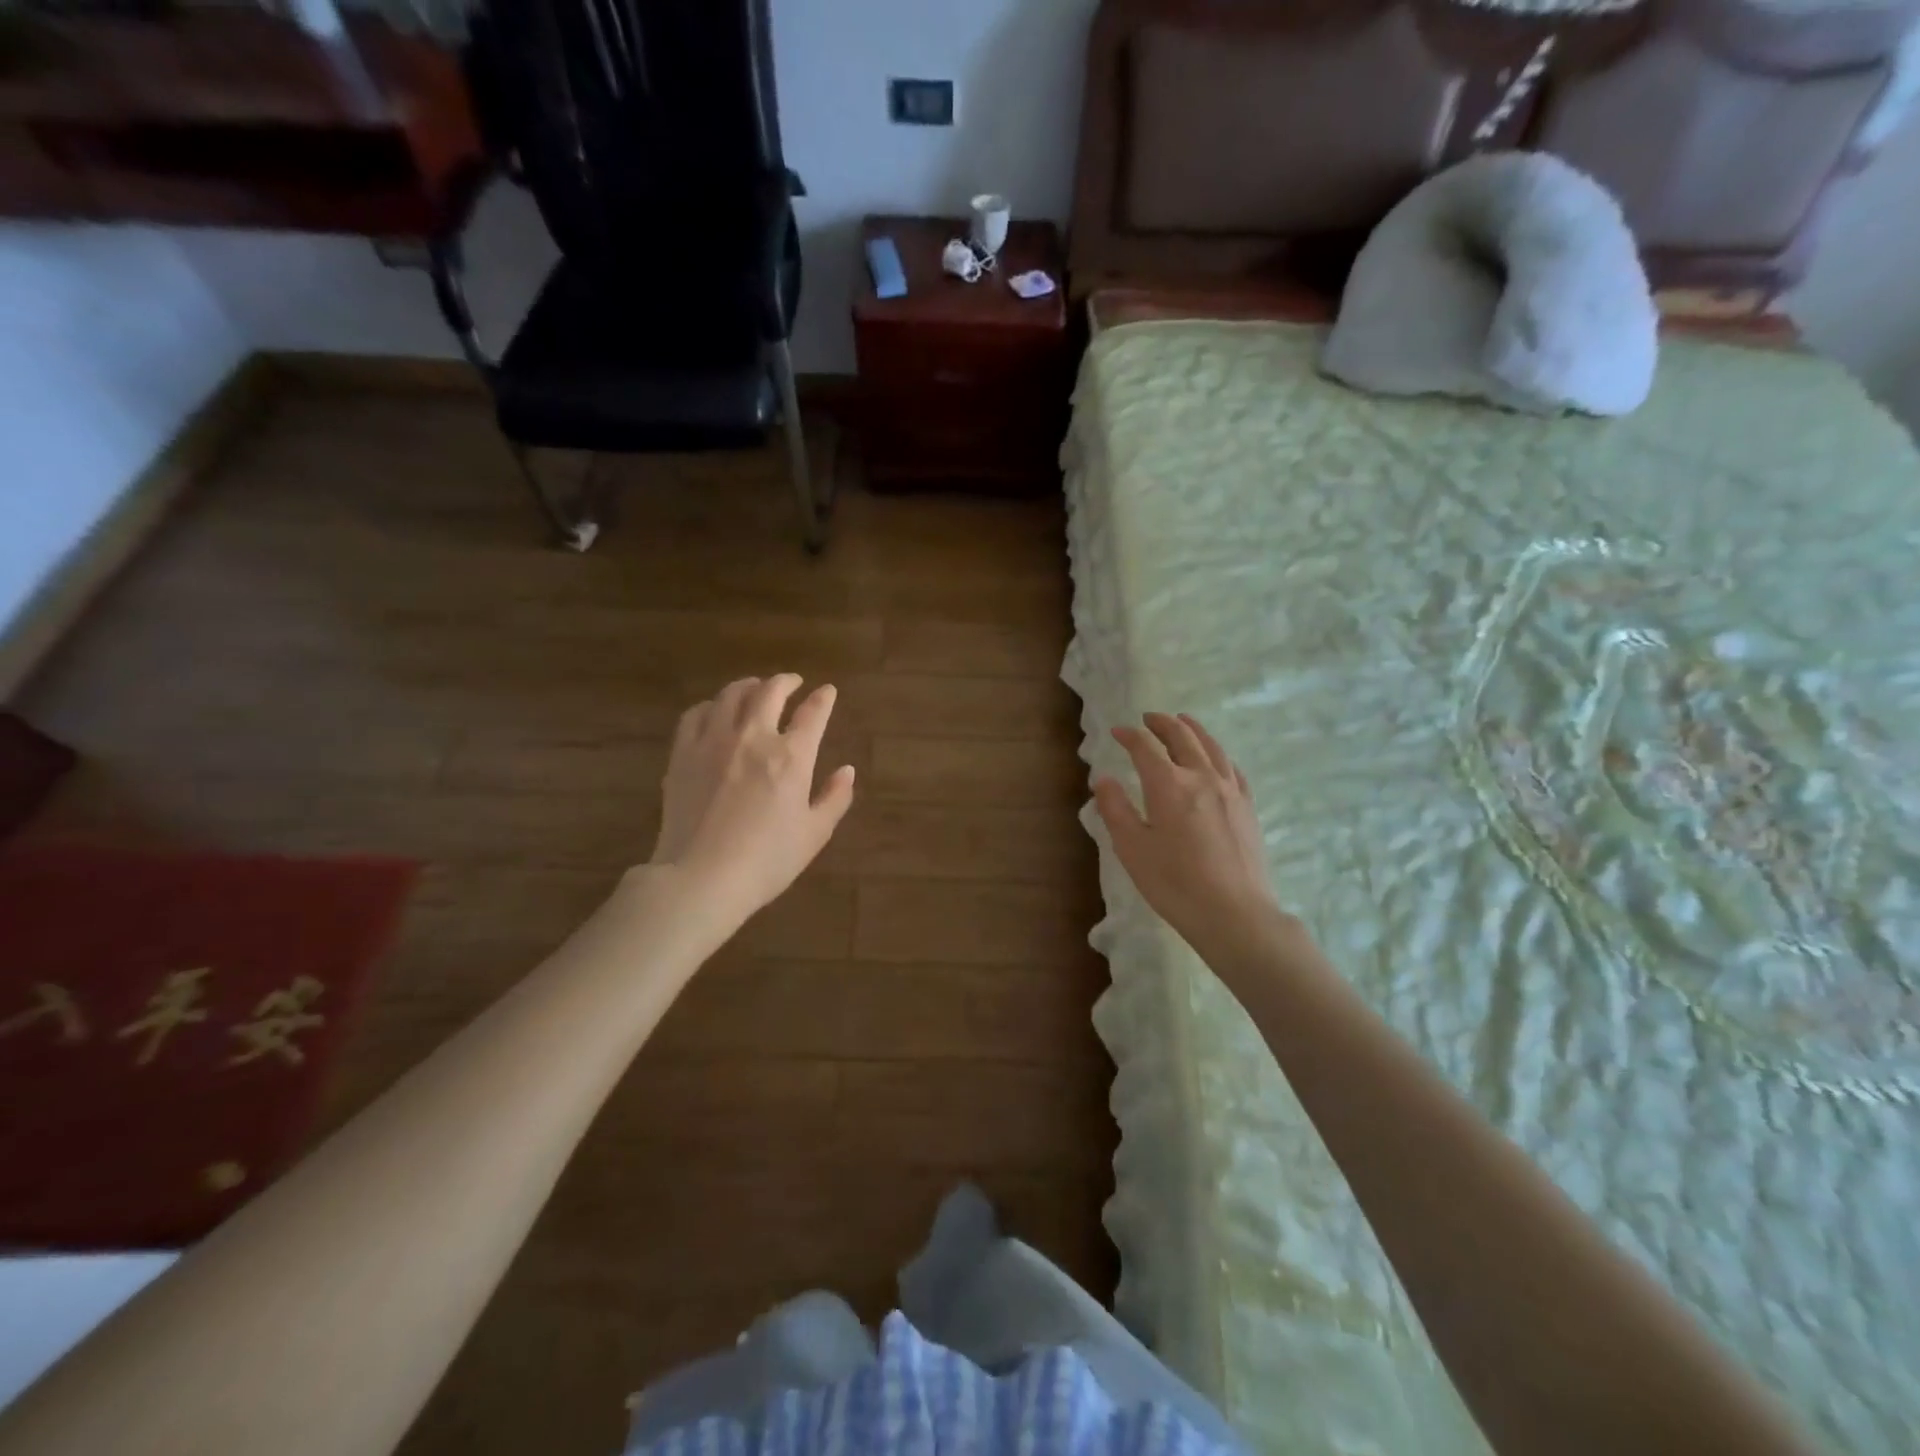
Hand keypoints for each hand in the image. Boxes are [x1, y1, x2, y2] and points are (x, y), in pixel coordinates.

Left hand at [649, 675, 856, 921]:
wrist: (701, 878)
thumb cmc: (766, 861)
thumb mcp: (814, 834)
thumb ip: (835, 798)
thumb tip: (847, 771)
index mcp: (791, 757)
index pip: (812, 713)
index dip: (823, 698)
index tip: (827, 691)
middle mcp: (753, 738)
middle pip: (770, 692)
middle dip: (785, 682)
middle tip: (792, 682)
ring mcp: (713, 742)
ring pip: (730, 695)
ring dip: (748, 686)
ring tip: (755, 689)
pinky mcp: (682, 754)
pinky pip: (695, 714)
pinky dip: (710, 706)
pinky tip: (714, 712)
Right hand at [1093, 713, 1279, 947]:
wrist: (1234, 913)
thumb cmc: (1174, 883)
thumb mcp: (1132, 848)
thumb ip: (1115, 809)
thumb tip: (1103, 779)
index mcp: (1168, 785)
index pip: (1145, 748)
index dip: (1129, 736)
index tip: (1117, 732)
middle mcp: (1201, 777)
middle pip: (1182, 737)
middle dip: (1162, 724)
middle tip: (1148, 718)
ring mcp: (1229, 790)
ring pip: (1211, 747)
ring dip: (1193, 730)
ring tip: (1183, 721)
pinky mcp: (1247, 807)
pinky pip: (1232, 768)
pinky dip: (1218, 754)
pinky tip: (1216, 758)